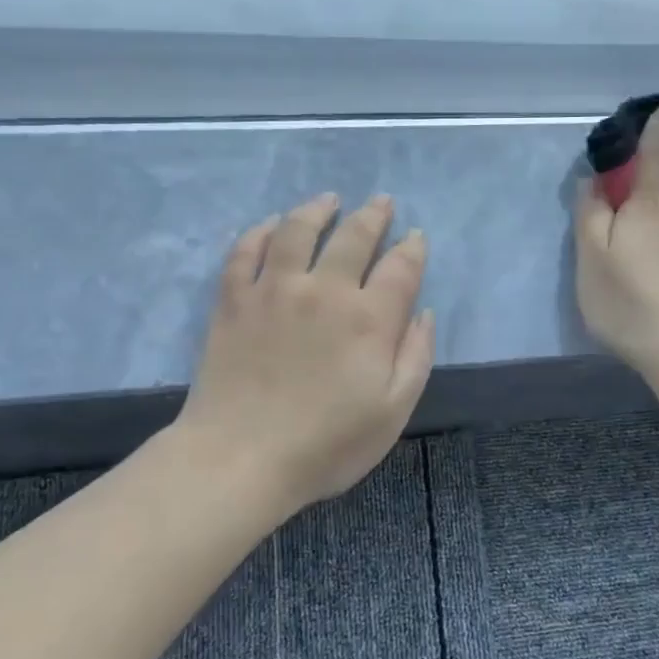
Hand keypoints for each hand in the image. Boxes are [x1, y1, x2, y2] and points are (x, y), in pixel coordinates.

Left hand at [174, 193, 434, 515]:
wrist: (240, 459)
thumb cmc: (326, 445)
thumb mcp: (393, 412)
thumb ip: (415, 358)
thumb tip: (423, 313)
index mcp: (370, 320)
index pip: (401, 268)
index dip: (412, 248)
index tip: (415, 237)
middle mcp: (325, 290)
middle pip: (354, 237)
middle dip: (373, 216)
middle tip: (382, 203)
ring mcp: (274, 290)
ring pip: (298, 230)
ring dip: (318, 209)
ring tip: (329, 200)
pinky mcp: (234, 300)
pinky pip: (246, 250)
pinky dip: (261, 231)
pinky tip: (271, 224)